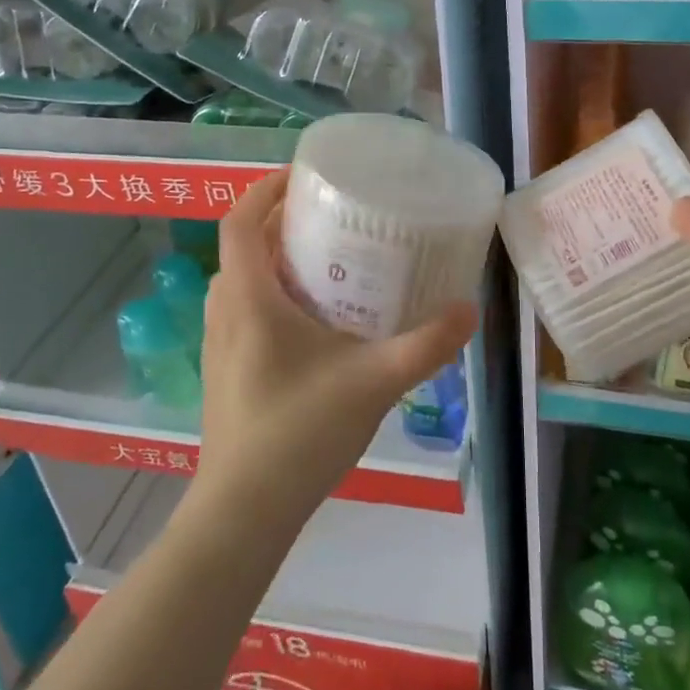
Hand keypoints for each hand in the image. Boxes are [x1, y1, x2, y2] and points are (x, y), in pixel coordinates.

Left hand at [194, 169, 476, 533]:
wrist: (244, 514)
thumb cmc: (299, 433)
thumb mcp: (374, 381)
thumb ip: (425, 344)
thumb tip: (469, 308)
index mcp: (249, 298)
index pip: (241, 221)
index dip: (266, 189)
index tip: (304, 175)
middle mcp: (226, 311)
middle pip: (246, 246)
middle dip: (283, 221)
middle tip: (333, 216)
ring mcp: (220, 343)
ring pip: (245, 280)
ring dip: (278, 259)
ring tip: (330, 258)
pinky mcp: (227, 370)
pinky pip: (247, 309)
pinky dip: (275, 293)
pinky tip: (318, 319)